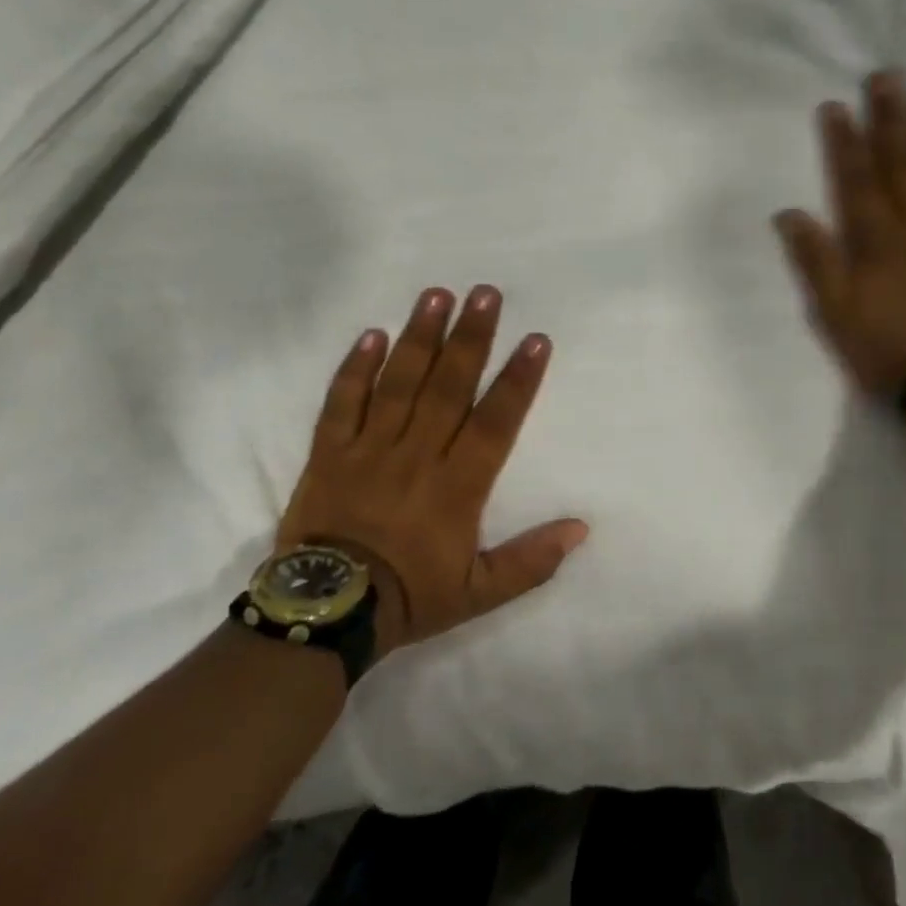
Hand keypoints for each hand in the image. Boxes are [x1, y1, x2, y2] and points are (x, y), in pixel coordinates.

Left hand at [277, 286, 587, 658]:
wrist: (324, 612)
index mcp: (457, 486)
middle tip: (486, 293)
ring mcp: (369, 449)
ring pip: (399, 383)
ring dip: (420, 337)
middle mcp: (417, 455)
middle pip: (448, 386)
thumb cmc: (408, 597)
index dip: (518, 379)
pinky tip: (372, 333)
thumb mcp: (479, 594)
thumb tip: (581, 529)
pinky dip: (355, 368)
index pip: (495, 421)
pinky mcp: (329, 453)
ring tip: (437, 295)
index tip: (535, 340)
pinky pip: (341, 403)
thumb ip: (530, 561)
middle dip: (471, 337)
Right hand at [773, 69, 905, 399]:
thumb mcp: (835, 315)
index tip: (837, 106)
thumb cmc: (889, 350)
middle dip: (891, 119)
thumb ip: (815, 262)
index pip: (856, 181)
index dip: (844, 143)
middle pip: (901, 164)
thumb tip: (790, 214)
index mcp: (877, 241)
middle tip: (888, 75)